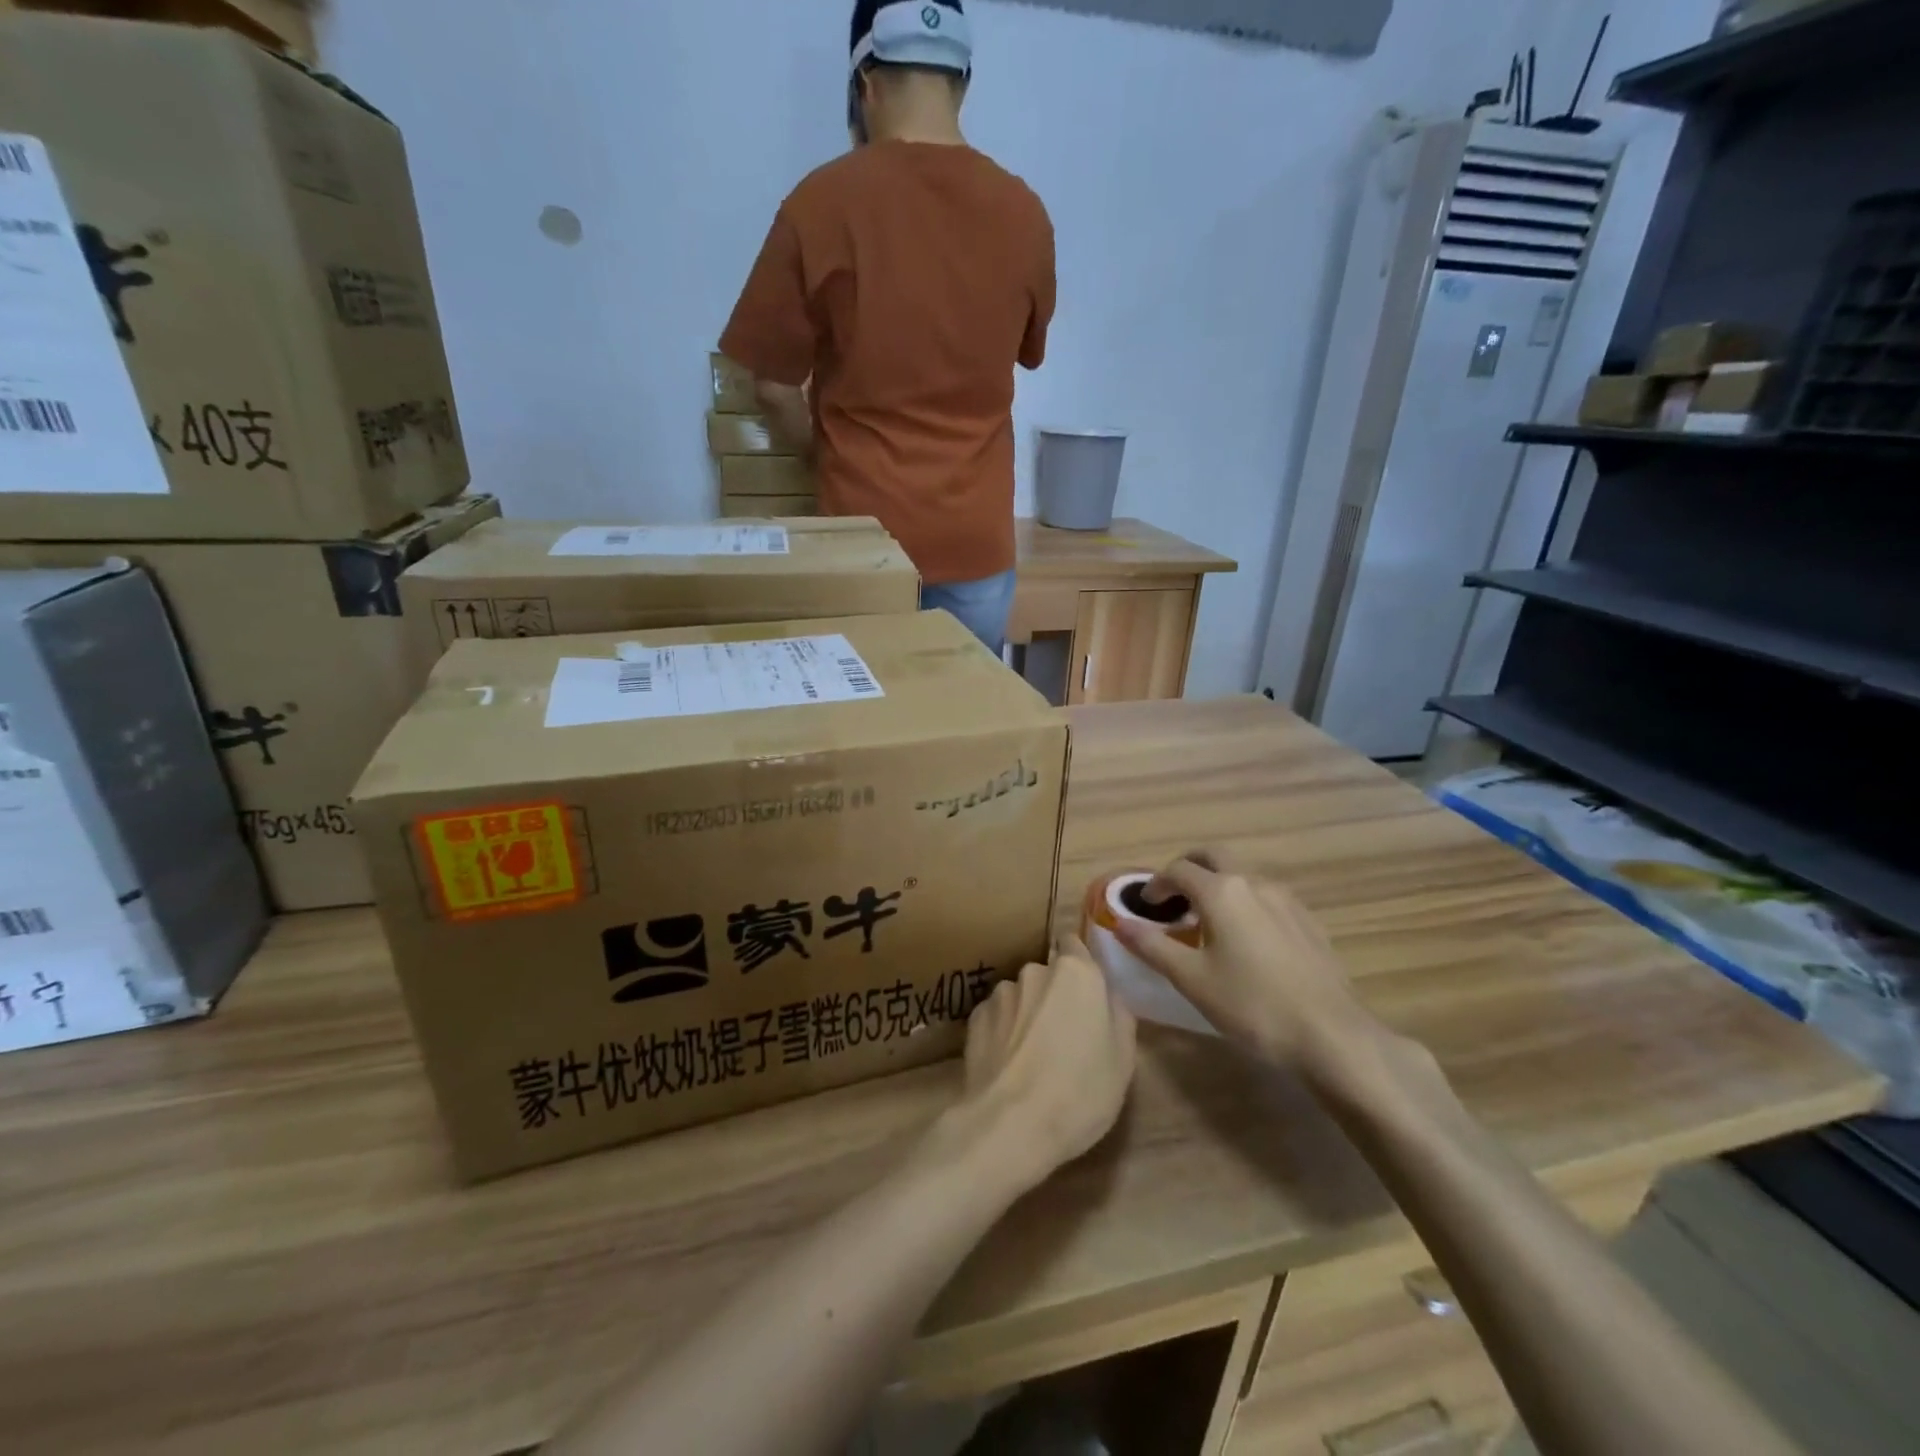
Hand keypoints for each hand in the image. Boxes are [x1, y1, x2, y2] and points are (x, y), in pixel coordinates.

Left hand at [955, 938, 1136, 1187]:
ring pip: (1021, 996)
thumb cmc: (1080, 1092)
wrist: (1009, 1125)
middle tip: (1065, 1037)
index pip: (1075, 944)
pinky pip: (998, 1017)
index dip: (1081, 966)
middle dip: (1056, 996)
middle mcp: (1035, 971)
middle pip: (1049, 974)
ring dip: (1028, 1014)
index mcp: (1076, 973)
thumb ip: (1119, 1016)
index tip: (1086, 993)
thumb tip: (1108, 998)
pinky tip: (1009, 1065)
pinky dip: (1004, 1032)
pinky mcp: (974, 1018)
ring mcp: (1001, 993)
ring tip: (1033, 1057)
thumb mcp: (1123, 1061)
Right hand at [1117, 850, 1370, 1072]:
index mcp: (1221, 892)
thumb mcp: (1192, 979)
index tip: (1146, 906)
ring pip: (1243, 876)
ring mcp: (1286, 900)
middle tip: (1173, 896)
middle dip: (1189, 868)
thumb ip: (1152, 946)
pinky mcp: (1307, 921)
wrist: (1331, 1034)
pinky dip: (1245, 902)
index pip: (1178, 870)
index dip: (1156, 884)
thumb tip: (1119, 923)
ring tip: (1207, 920)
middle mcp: (1254, 883)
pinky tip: (1246, 939)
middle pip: (1214, 857)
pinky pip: (1266, 897)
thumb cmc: (1252, 1005)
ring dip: (1218, 885)